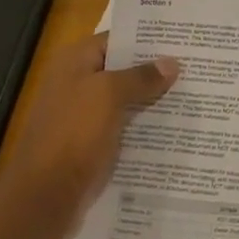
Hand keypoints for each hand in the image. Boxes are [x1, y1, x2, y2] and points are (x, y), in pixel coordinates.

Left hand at [0, 33, 178, 238]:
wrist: (43, 198)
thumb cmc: (73, 135)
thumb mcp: (109, 96)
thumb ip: (141, 77)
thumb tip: (172, 63)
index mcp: (75, 62)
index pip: (117, 39)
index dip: (148, 39)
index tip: (182, 40)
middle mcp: (77, 84)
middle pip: (122, 70)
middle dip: (155, 71)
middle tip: (196, 67)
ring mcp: (82, 117)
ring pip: (125, 101)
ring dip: (153, 101)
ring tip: (193, 96)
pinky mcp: (90, 146)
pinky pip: (122, 128)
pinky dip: (143, 127)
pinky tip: (174, 129)